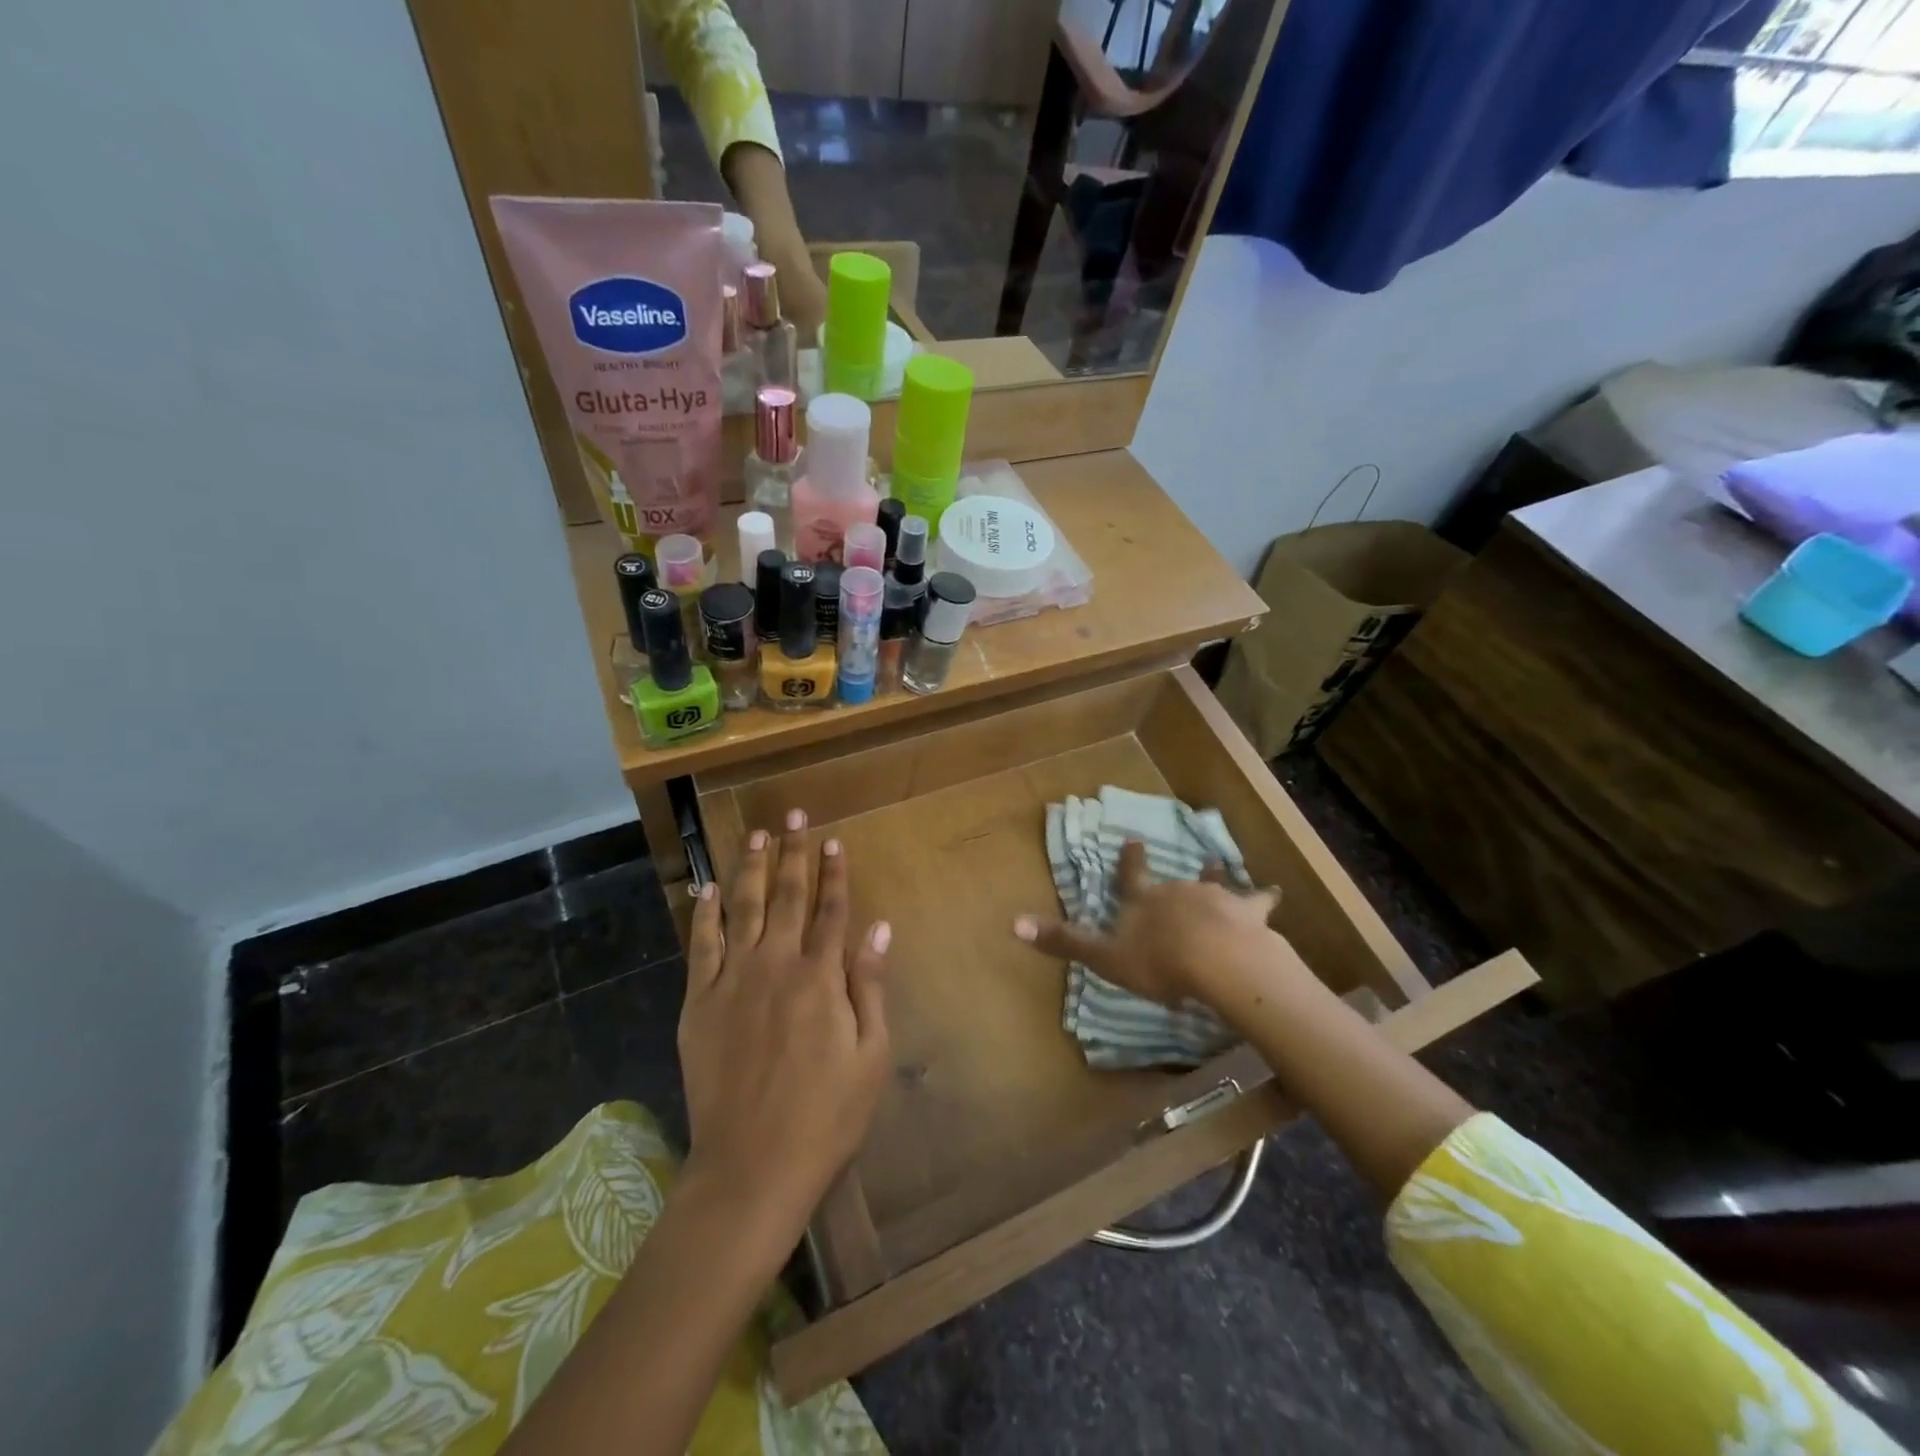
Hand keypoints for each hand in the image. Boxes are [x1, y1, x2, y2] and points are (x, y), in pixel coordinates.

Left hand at [679, 809, 892, 1220]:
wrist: (752, 1167)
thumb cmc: (826, 1116)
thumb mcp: (871, 1055)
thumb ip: (871, 985)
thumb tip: (878, 926)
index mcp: (820, 978)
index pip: (831, 909)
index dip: (834, 872)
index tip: (833, 839)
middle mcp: (775, 966)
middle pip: (786, 896)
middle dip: (792, 852)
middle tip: (793, 814)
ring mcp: (732, 981)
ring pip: (741, 908)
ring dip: (749, 867)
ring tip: (754, 834)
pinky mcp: (698, 1003)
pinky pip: (700, 946)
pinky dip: (703, 914)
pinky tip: (706, 889)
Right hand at [1013, 840, 1282, 1009]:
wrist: (1218, 961)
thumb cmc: (1159, 962)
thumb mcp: (1105, 957)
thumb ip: (1065, 941)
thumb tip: (1013, 923)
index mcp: (1144, 901)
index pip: (1132, 876)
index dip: (1130, 860)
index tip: (1133, 839)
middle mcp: (1178, 890)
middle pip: (1173, 881)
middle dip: (1173, 878)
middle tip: (1172, 866)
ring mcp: (1215, 897)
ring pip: (1213, 883)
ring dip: (1213, 879)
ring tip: (1217, 867)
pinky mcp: (1247, 911)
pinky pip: (1258, 901)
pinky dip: (1263, 898)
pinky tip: (1274, 894)